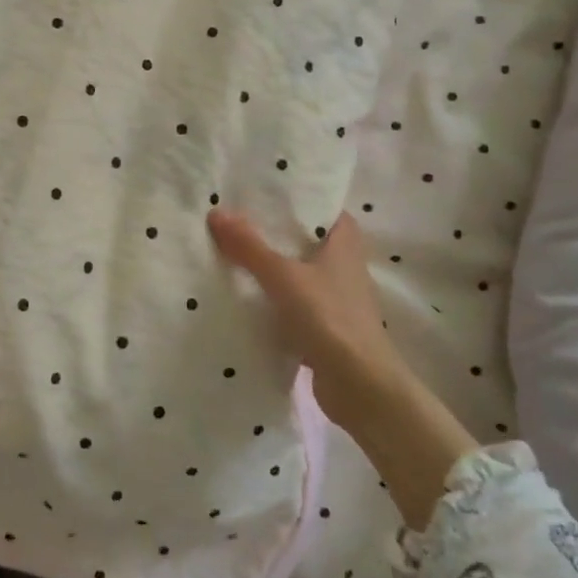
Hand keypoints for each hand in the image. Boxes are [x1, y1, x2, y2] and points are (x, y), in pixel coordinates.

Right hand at [208, 208, 477, 530]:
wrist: (361, 388)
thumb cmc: (329, 319)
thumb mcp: (283, 277)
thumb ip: (249, 247)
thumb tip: (216, 212)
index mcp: (344, 243)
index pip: (322, 208)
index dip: (296, 198)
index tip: (262, 190)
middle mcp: (342, 265)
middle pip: (304, 239)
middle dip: (274, 230)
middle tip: (235, 215)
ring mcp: (334, 297)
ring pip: (296, 270)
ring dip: (270, 264)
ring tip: (230, 249)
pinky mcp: (323, 326)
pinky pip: (291, 301)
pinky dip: (271, 297)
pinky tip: (242, 293)